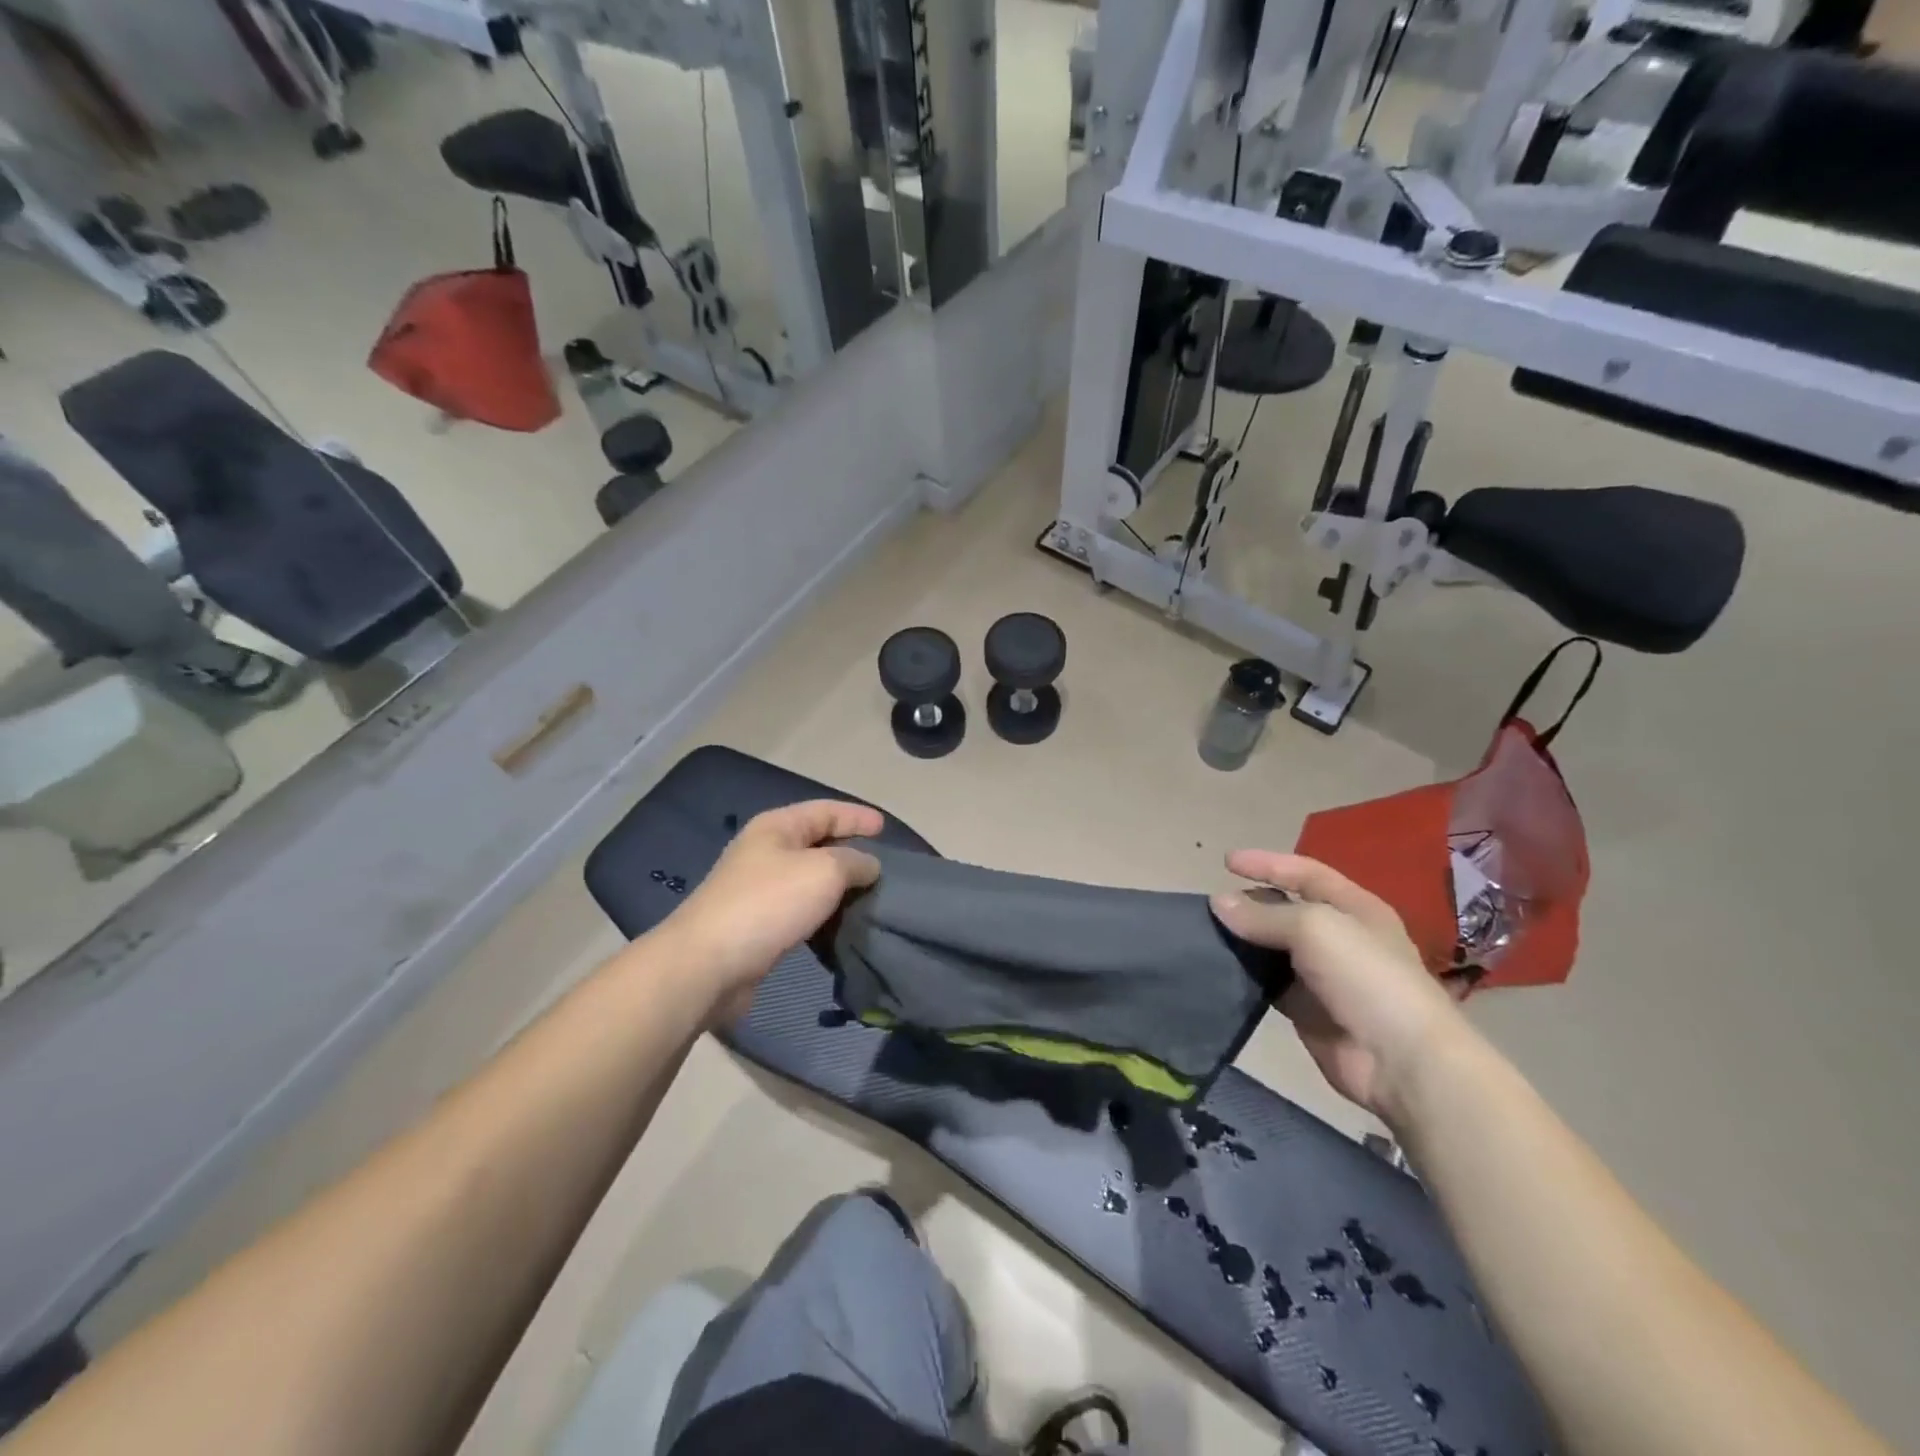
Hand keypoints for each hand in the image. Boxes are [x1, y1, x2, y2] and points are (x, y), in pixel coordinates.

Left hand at [660, 800, 882, 1022]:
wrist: (708, 964)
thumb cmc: (769, 904)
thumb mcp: (825, 871)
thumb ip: (854, 862)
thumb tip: (869, 866)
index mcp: (777, 827)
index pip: (825, 810)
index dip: (857, 816)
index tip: (886, 828)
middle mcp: (765, 851)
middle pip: (817, 842)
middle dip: (850, 850)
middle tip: (883, 864)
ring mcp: (758, 888)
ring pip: (809, 878)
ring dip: (838, 885)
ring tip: (870, 896)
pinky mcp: (757, 924)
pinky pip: (800, 908)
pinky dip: (823, 912)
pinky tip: (841, 923)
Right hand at [1210, 851, 1470, 1125]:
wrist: (1400, 1061)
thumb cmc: (1365, 977)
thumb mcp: (1315, 928)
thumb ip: (1264, 914)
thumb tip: (1218, 903)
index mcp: (1355, 908)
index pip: (1305, 873)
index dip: (1268, 863)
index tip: (1226, 862)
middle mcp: (1340, 937)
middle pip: (1287, 909)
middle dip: (1251, 903)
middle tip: (1212, 907)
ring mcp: (1323, 976)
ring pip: (1273, 948)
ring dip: (1244, 940)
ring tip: (1206, 935)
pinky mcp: (1306, 1010)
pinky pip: (1268, 984)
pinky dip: (1245, 976)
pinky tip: (1220, 970)